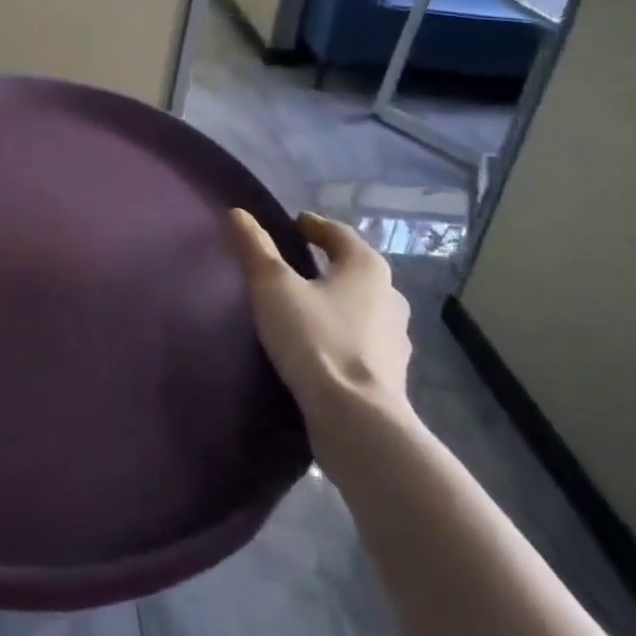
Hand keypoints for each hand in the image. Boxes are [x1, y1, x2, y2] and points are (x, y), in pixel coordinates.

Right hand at [227, 209, 412, 425]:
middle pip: (355, 270)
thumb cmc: (315, 339)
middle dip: (328, 265)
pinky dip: (342, 335)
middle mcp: (390, 297)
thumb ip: (255, 248)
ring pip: (362, 308)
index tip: (294, 224)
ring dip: (338, 302)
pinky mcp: (391, 376)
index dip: (314, 226)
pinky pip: (362, 342)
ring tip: (305, 308)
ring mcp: (396, 340)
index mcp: (367, 268)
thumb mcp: (273, 287)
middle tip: (297, 265)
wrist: (356, 421)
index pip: (339, 234)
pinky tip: (321, 347)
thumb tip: (238, 213)